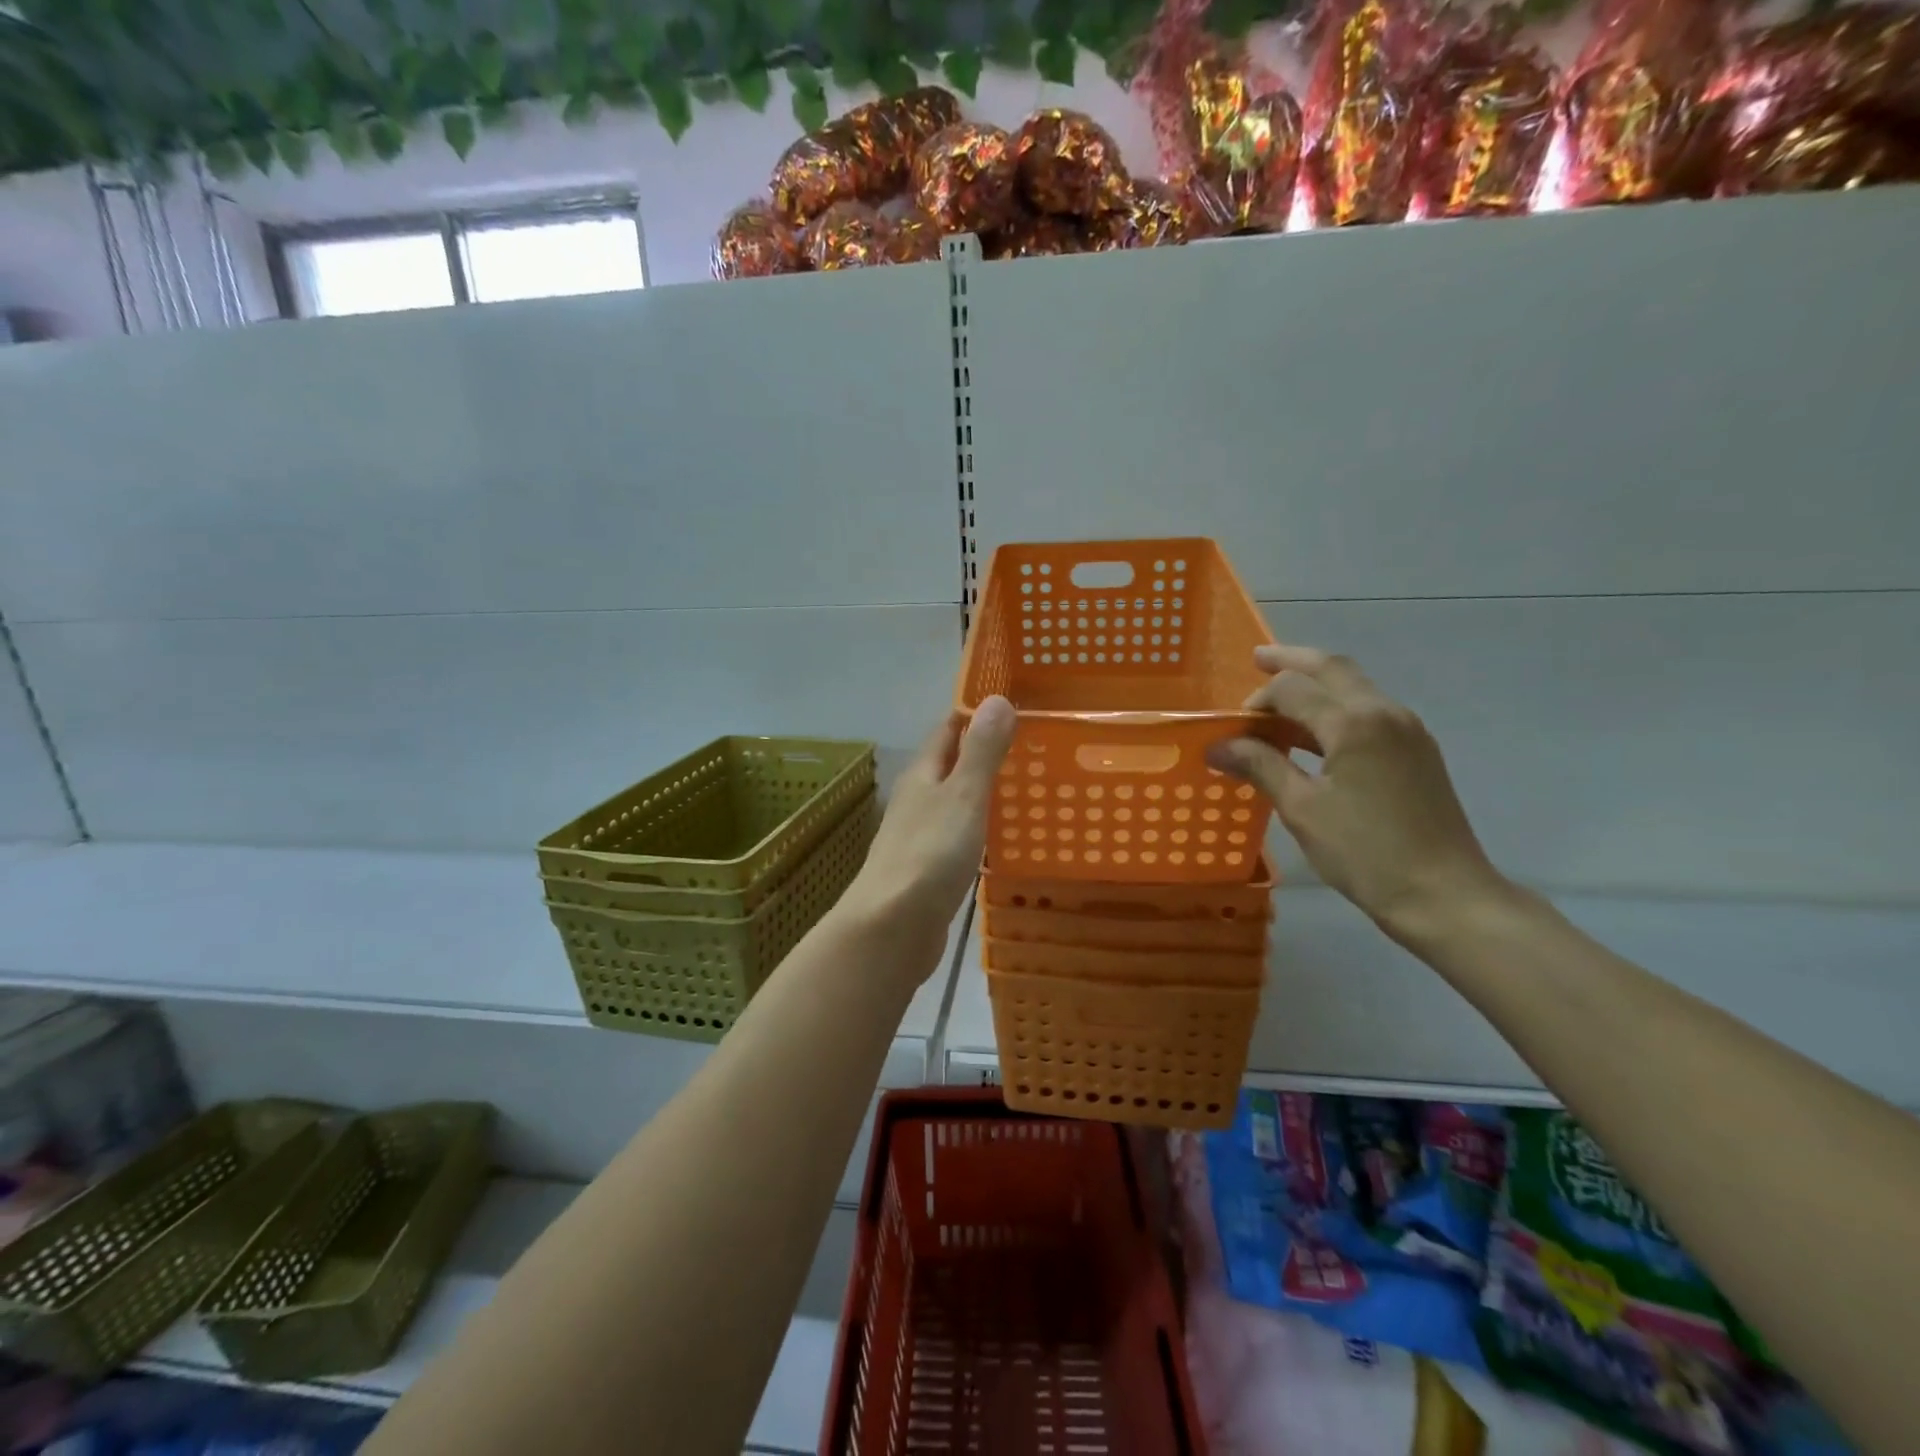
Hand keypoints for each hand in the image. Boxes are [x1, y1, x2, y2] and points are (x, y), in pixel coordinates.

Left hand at [837, 696, 1015, 974]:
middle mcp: (917, 800)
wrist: (892, 927)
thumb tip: (996, 699)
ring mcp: (920, 836)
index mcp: (922, 775)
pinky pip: (959, 837)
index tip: (1011, 704)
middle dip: (983, 753)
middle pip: (950, 766)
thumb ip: (981, 752)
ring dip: (983, 792)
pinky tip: (1002, 839)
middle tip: (1032, 745)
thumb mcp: (963, 796)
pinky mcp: (928, 870)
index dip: (974, 714)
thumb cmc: (929, 854)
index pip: (947, 731)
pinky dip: (980, 829)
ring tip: (1026, 787)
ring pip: (955, 802)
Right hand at [1206, 644, 1503, 937]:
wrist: (1443, 894)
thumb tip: (1218, 746)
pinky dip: (1336, 706)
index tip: (1233, 732)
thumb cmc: (1365, 853)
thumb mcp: (1302, 810)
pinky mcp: (1417, 749)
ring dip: (1316, 682)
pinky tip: (1316, 731)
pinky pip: (1369, 709)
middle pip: (1332, 667)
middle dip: (1292, 660)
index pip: (1292, 689)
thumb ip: (1261, 767)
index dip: (1256, 703)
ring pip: (1355, 685)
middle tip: (1258, 659)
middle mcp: (1384, 712)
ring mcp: (1407, 729)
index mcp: (1353, 723)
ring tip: (1281, 696)